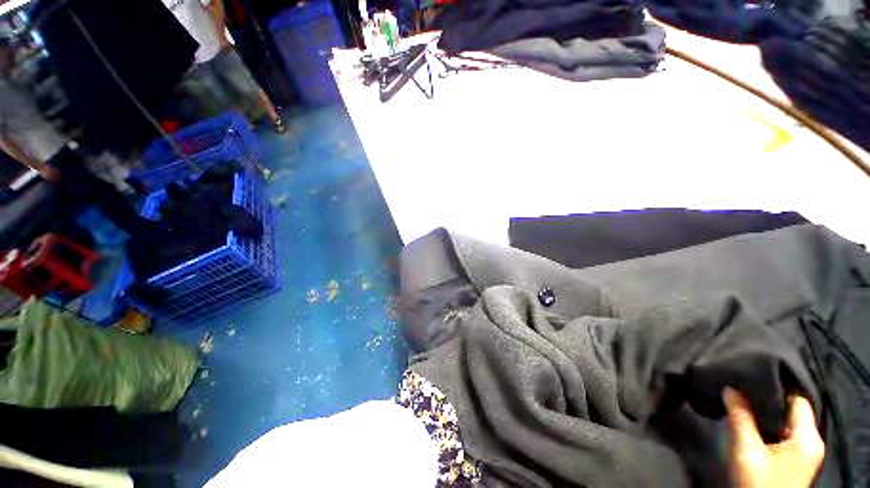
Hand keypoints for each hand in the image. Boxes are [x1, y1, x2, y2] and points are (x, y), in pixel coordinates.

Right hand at [724, 388, 824, 487]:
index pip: (797, 399)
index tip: (751, 377)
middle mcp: (812, 441)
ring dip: (767, 413)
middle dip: (769, 400)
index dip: (776, 387)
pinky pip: (785, 432)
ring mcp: (805, 452)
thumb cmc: (759, 482)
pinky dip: (770, 425)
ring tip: (744, 401)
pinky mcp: (796, 459)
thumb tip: (729, 388)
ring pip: (787, 421)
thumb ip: (740, 418)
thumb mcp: (747, 451)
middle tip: (743, 388)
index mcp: (808, 437)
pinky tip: (753, 422)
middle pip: (793, 410)